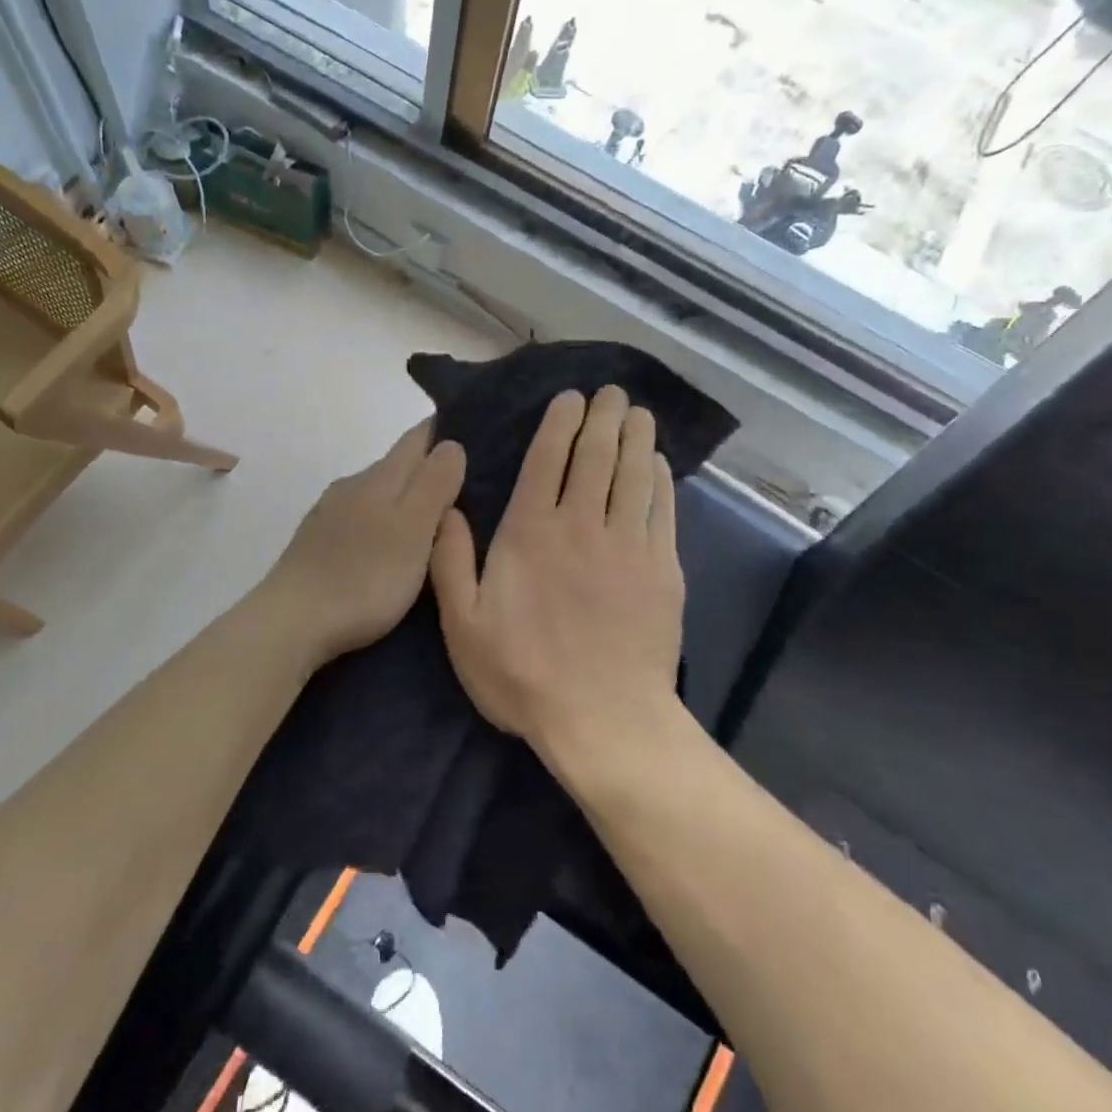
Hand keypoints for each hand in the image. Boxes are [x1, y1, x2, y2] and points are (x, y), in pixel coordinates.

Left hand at [266, 421, 466, 665]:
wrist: (292, 621)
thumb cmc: (364, 576)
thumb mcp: (413, 530)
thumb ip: (434, 484)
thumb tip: (451, 443)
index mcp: (379, 478)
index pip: (417, 438)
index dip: (445, 433)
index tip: (473, 438)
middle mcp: (352, 486)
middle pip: (397, 465)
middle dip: (428, 470)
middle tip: (465, 488)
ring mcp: (329, 514)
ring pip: (377, 494)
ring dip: (404, 500)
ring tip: (432, 523)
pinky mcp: (316, 542)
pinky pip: (360, 519)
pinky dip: (382, 524)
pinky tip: (389, 548)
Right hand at [431, 388, 684, 779]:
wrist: (603, 720)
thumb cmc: (523, 674)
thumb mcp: (462, 625)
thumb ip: (450, 561)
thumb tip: (448, 508)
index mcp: (530, 533)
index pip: (548, 461)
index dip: (559, 423)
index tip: (569, 397)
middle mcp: (581, 525)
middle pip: (597, 457)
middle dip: (603, 417)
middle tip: (610, 391)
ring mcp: (628, 545)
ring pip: (634, 475)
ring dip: (635, 437)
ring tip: (637, 411)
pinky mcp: (662, 570)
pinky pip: (662, 510)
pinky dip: (661, 480)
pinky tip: (658, 464)